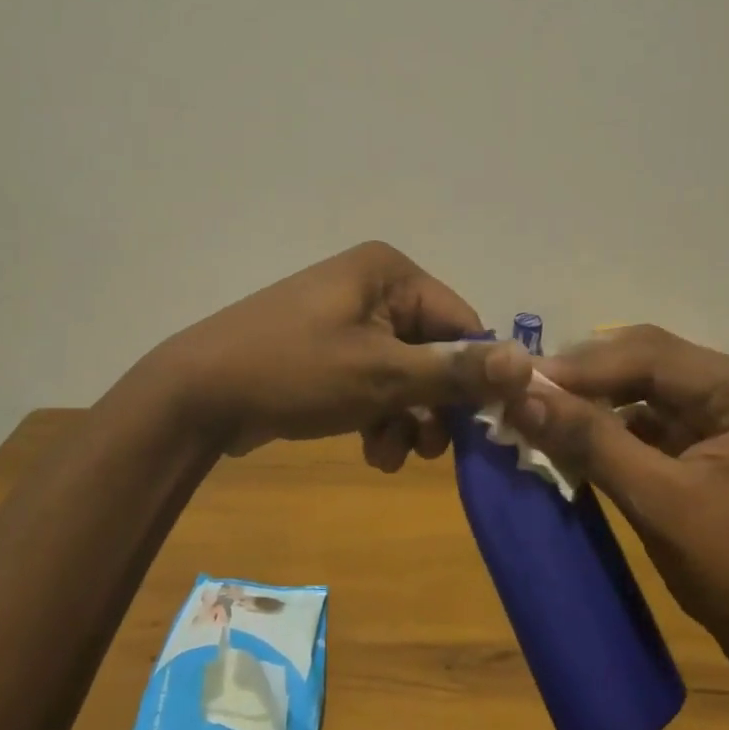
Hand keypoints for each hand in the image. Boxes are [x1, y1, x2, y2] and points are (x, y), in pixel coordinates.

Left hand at [154, 242, 531, 465]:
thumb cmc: (295, 372)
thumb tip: (530, 362)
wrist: (198, 395)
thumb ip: (456, 371)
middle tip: (429, 451)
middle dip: (433, 406)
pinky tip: (371, 452)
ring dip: (406, 419)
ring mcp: (346, 319)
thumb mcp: (383, 375)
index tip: (480, 429)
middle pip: (433, 351)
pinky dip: (378, 416)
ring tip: (390, 456)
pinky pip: (373, 382)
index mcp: (389, 273)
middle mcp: (372, 287)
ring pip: (404, 374)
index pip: (461, 323)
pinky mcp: (328, 350)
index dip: (474, 377)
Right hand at [501, 325, 728, 684]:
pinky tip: (569, 441)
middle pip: (645, 364)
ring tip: (534, 414)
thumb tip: (521, 396)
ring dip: (590, 405)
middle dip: (582, 380)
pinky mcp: (710, 448)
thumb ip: (592, 443)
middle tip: (520, 394)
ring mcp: (727, 418)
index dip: (579, 366)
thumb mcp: (665, 505)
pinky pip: (647, 424)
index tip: (516, 381)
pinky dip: (607, 431)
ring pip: (641, 392)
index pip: (649, 355)